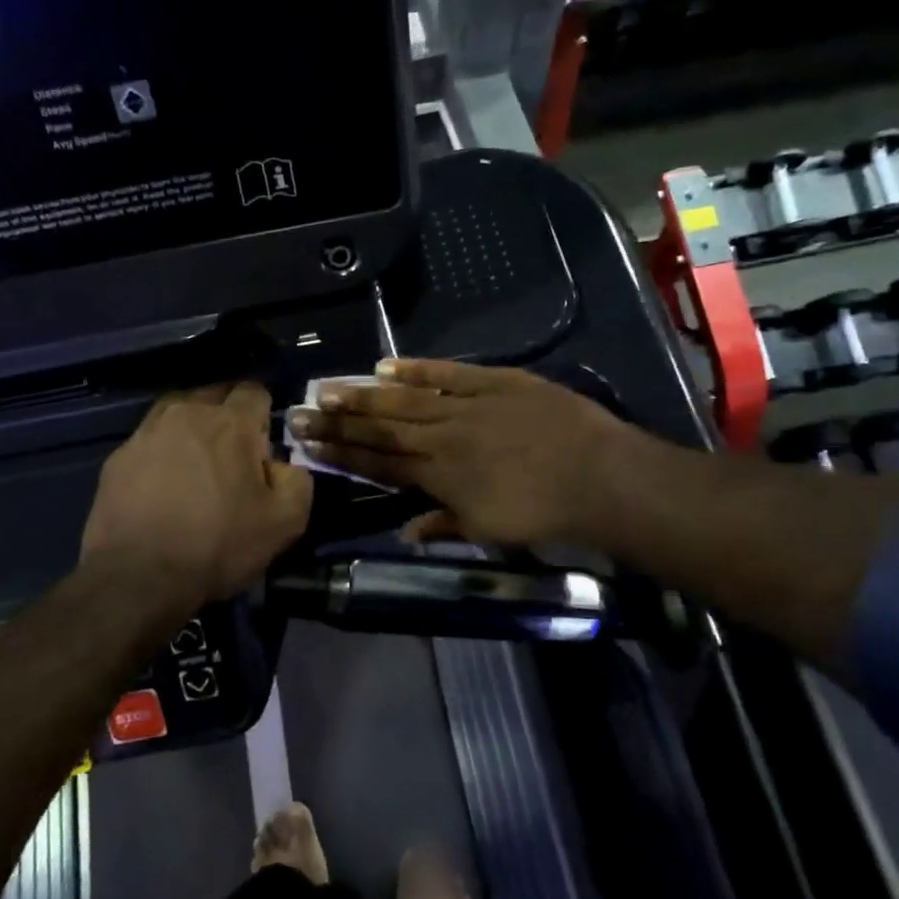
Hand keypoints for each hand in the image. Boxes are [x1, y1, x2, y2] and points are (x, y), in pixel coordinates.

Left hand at [82, 383, 313, 608]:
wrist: (138, 577)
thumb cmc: (217, 545)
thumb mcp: (284, 523)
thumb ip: (298, 481)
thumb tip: (282, 466)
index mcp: (230, 422)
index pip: (255, 391)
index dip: (264, 417)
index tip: (262, 450)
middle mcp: (186, 413)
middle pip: (214, 395)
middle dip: (228, 416)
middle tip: (232, 459)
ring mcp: (146, 433)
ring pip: (177, 413)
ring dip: (191, 430)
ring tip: (194, 467)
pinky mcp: (118, 457)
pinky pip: (149, 442)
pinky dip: (160, 454)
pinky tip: (162, 488)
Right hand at [290, 360, 648, 549]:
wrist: (599, 477)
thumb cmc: (545, 513)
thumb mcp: (491, 532)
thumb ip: (444, 526)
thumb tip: (405, 531)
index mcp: (441, 478)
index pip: (380, 465)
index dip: (343, 455)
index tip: (311, 446)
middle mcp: (443, 439)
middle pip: (382, 430)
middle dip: (338, 423)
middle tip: (300, 412)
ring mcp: (467, 407)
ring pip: (405, 400)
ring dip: (364, 395)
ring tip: (328, 388)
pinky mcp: (494, 382)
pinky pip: (447, 373)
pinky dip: (416, 369)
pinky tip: (386, 366)